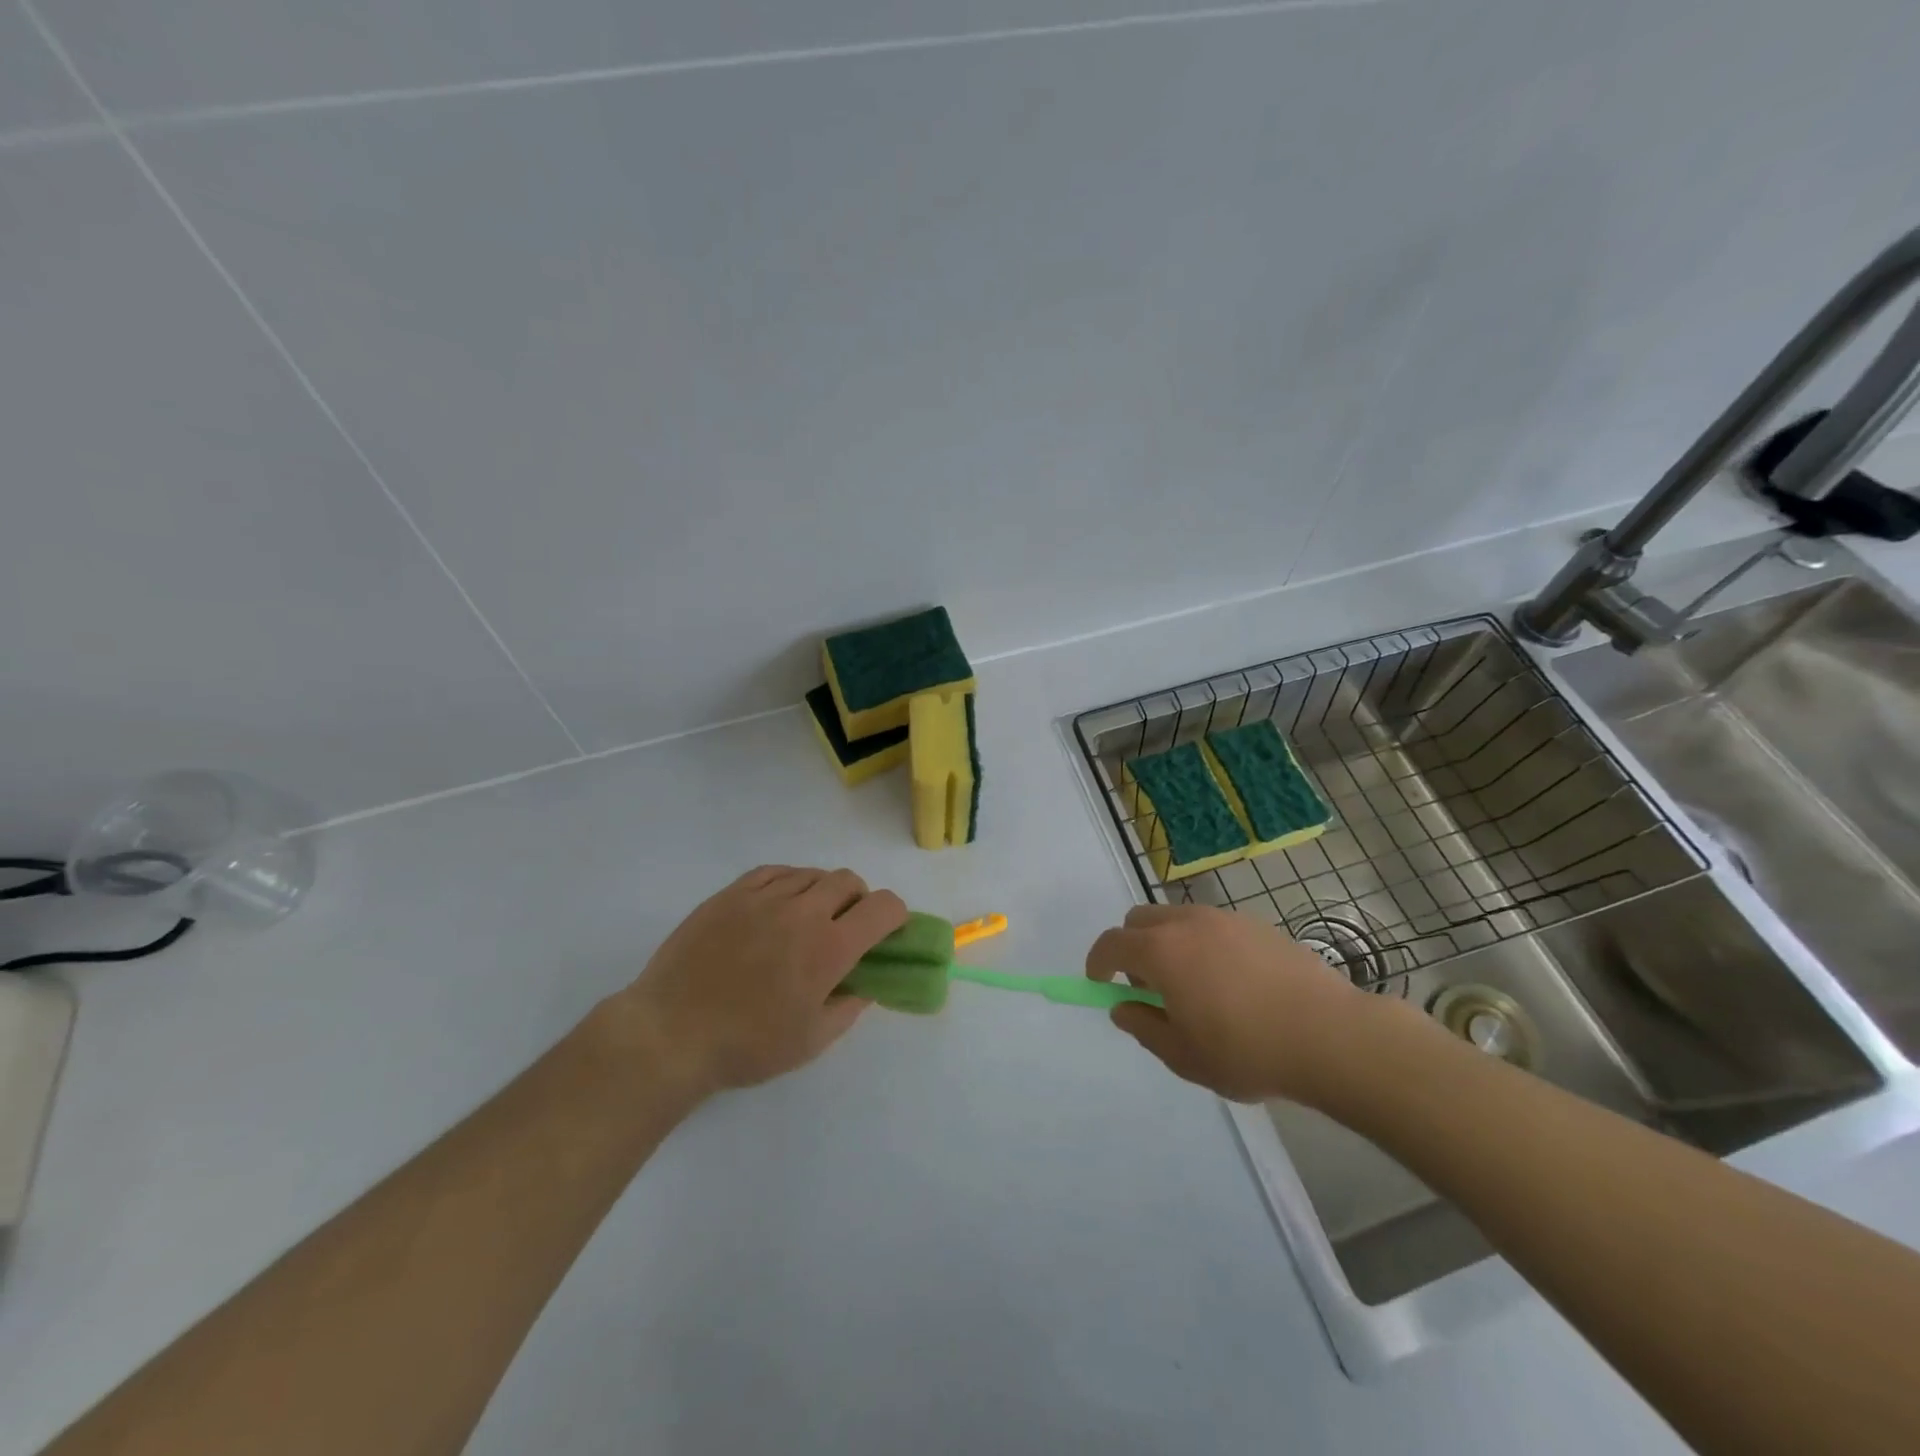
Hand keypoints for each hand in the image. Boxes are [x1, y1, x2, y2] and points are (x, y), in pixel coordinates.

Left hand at [614, 866, 907, 1098]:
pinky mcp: (732, 893)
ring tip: (807, 920)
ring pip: (812, 874)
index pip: (883, 907)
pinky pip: (775, 872)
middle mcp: (803, 912)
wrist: (670, 1033)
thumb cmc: (746, 1045)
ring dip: (823, 892)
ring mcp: (764, 897)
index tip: (887, 933)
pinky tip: (778, 906)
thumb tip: (866, 984)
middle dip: (859, 901)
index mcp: (830, 947)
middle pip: (849, 881)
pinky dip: (789, 883)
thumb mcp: (812, 1041)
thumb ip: (849, 1007)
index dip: (895, 916)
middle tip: (845, 928)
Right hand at [1087, 903, 1381, 1104]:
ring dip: (1168, 943)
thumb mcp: (1184, 1055)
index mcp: (1162, 951)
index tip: (1099, 982)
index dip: (1098, 962)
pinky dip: (1203, 944)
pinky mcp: (1258, 925)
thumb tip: (1123, 1008)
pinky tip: (1231, 983)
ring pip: (1178, 918)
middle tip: (1147, 985)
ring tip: (1193, 986)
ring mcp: (1225, 919)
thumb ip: (1144, 1027)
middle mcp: (1188, 922)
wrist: (1330, 1035)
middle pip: (1140, 919)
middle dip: (1131, 946)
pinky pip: (1213, 926)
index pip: (1112, 943)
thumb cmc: (1247, 1050)